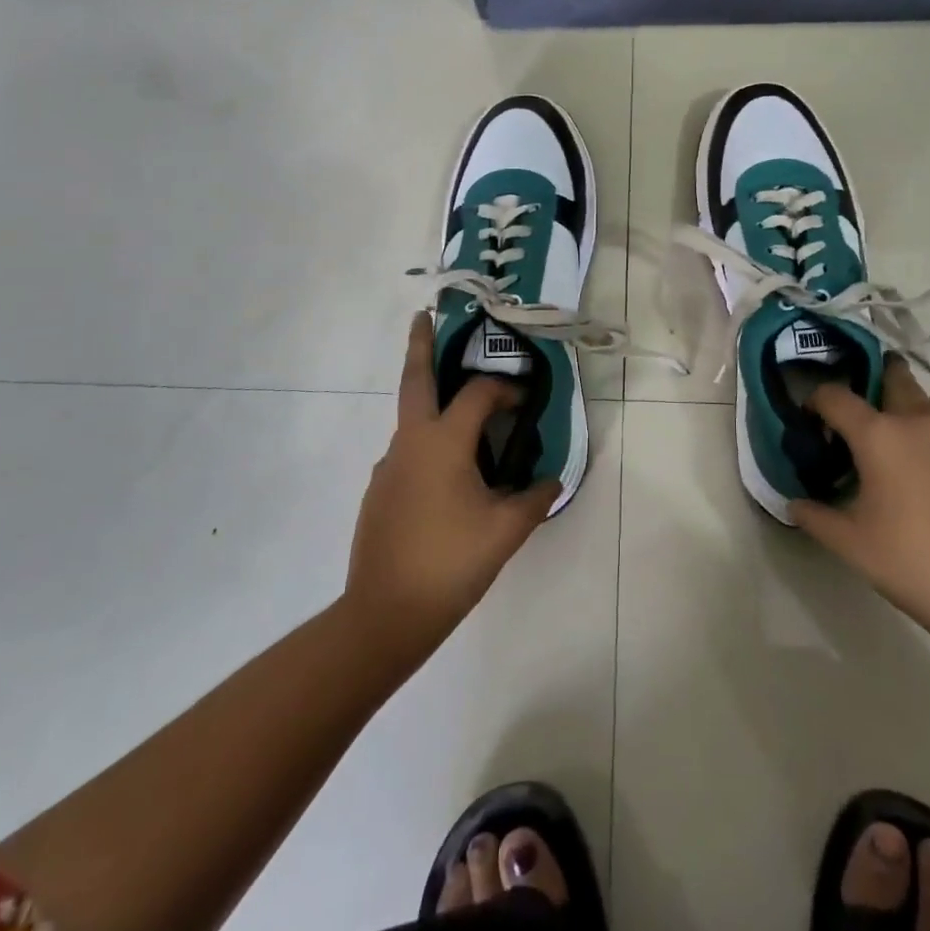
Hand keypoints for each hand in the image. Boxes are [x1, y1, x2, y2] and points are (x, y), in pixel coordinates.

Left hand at [345, 314, 558, 655]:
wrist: (384, 614)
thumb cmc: (450, 563)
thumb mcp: (505, 531)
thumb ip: (534, 499)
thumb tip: (551, 479)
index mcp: (442, 442)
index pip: (478, 395)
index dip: (505, 389)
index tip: (525, 399)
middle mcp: (410, 442)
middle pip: (414, 379)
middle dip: (420, 344)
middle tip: (423, 315)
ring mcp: (388, 466)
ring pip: (411, 420)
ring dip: (432, 403)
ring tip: (464, 419)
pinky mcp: (378, 491)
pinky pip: (408, 453)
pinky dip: (428, 445)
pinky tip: (447, 478)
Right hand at [792, 359, 929, 641]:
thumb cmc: (915, 566)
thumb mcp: (851, 546)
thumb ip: (815, 516)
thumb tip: (795, 504)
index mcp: (880, 436)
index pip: (835, 396)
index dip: (817, 401)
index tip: (814, 420)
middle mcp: (924, 421)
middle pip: (896, 377)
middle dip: (878, 383)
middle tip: (869, 418)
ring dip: (919, 417)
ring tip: (915, 454)